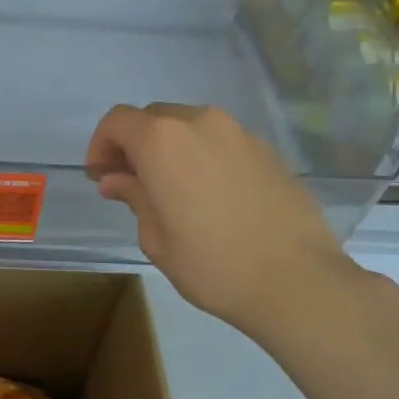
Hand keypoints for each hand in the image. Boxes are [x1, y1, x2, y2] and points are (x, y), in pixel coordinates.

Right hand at [85, 104, 359, 344]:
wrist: (297, 280)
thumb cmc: (212, 264)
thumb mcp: (156, 237)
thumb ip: (134, 196)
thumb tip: (117, 179)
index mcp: (162, 140)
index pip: (118, 121)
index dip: (101, 145)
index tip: (100, 175)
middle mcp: (200, 123)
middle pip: (153, 118)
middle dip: (134, 144)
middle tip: (130, 182)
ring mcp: (239, 133)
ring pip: (189, 127)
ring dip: (171, 148)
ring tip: (172, 189)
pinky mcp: (267, 150)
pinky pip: (221, 142)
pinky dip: (203, 156)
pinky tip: (210, 195)